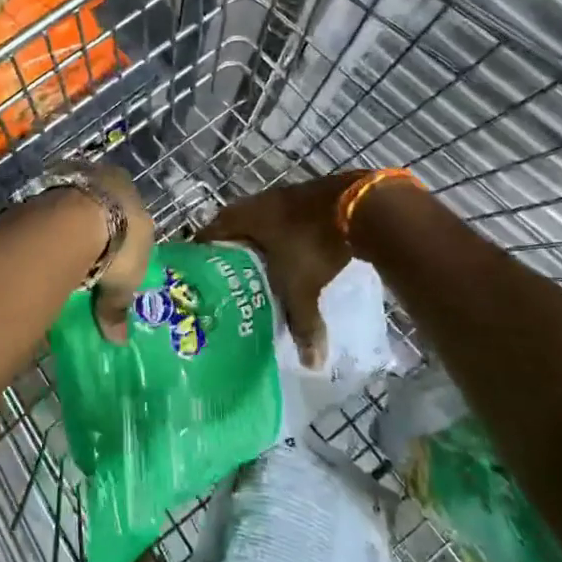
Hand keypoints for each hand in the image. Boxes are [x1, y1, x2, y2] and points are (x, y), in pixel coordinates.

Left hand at [53, 162, 152, 342]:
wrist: (70, 223)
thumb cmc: (117, 243)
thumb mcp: (124, 281)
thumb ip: (117, 307)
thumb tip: (118, 341)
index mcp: (128, 190)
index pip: (128, 208)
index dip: (123, 230)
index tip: (115, 251)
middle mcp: (100, 178)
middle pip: (98, 206)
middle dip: (94, 228)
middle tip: (90, 256)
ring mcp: (69, 182)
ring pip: (71, 208)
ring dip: (67, 228)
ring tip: (64, 258)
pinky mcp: (40, 191)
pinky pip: (47, 214)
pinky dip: (47, 231)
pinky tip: (44, 251)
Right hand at [197, 172, 364, 367]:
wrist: (361, 207)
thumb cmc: (314, 245)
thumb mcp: (303, 288)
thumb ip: (302, 324)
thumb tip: (311, 364)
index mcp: (244, 218)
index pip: (209, 234)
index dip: (202, 253)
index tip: (200, 274)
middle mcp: (259, 202)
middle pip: (234, 226)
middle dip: (232, 249)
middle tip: (229, 276)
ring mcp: (286, 196)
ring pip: (262, 221)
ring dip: (260, 240)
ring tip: (259, 267)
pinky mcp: (310, 197)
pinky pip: (286, 218)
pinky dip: (284, 235)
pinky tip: (292, 253)